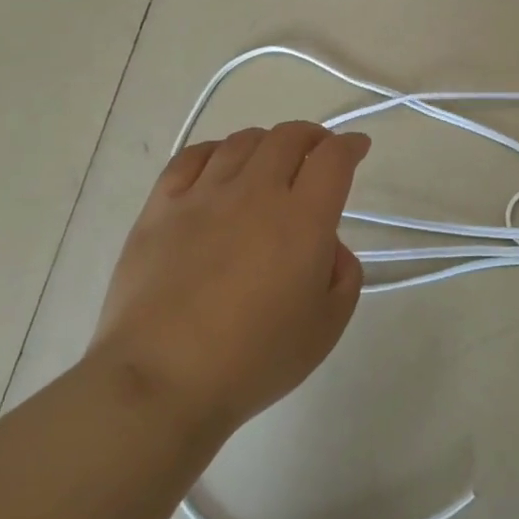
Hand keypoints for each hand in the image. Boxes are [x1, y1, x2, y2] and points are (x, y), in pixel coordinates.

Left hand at [91, 122, 370, 434]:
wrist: (161, 381)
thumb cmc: (254, 360)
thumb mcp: (327, 327)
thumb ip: (344, 275)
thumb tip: (327, 245)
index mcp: (303, 219)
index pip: (333, 158)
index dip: (350, 145)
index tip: (357, 147)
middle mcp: (256, 192)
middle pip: (289, 137)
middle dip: (312, 136)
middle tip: (318, 151)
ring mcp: (204, 195)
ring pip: (243, 142)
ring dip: (267, 142)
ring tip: (271, 160)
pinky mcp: (161, 207)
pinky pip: (191, 157)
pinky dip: (215, 150)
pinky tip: (219, 164)